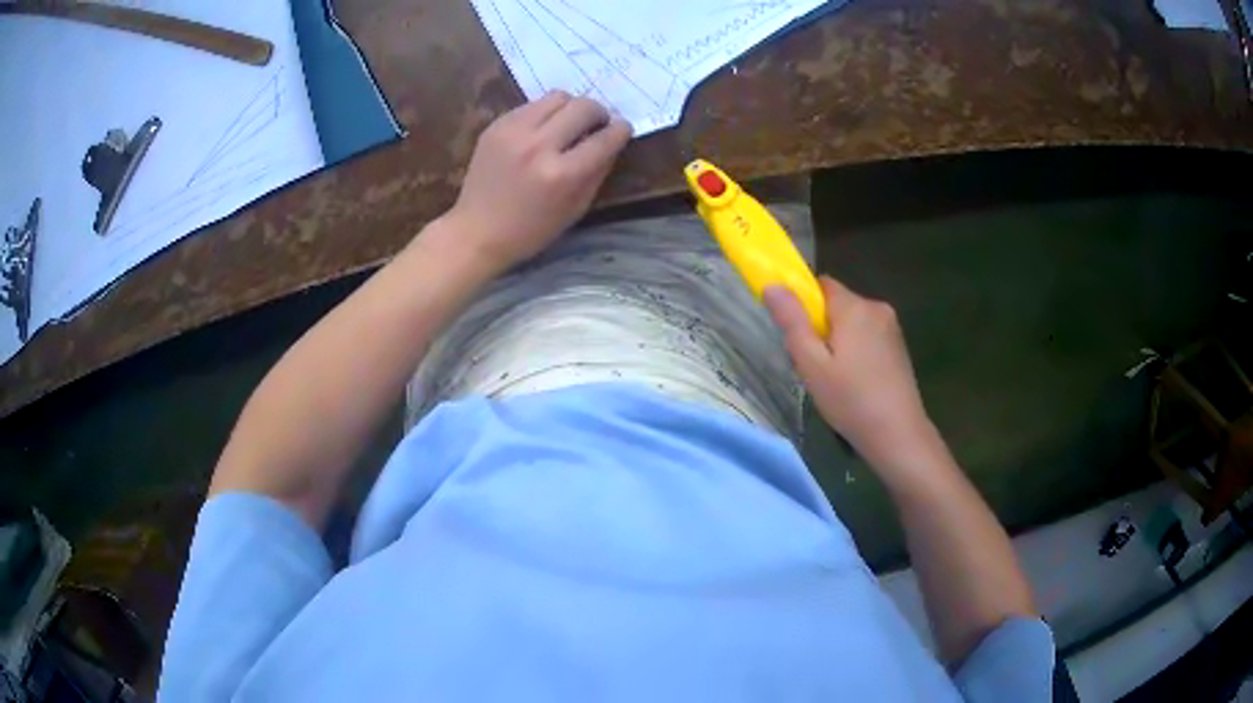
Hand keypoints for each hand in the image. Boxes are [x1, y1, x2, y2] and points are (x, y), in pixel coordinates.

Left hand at [447, 91, 632, 271]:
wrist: (477, 231)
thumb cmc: (531, 230)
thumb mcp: (576, 208)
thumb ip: (598, 171)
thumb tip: (613, 140)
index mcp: (563, 175)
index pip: (605, 138)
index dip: (621, 130)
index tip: (623, 129)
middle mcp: (539, 146)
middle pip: (584, 107)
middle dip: (599, 113)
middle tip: (597, 124)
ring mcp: (514, 132)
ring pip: (558, 96)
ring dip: (571, 107)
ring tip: (569, 124)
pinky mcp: (497, 125)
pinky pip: (532, 105)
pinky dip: (545, 113)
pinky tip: (542, 130)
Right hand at [764, 276, 939, 477]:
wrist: (898, 434)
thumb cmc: (851, 400)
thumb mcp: (812, 364)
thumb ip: (792, 322)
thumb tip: (773, 285)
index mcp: (855, 307)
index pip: (821, 285)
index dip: (804, 304)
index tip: (798, 335)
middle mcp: (876, 307)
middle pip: (837, 304)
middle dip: (821, 326)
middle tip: (813, 365)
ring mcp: (892, 327)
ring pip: (853, 321)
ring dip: (839, 339)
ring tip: (834, 378)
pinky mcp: (899, 345)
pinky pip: (868, 334)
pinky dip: (856, 349)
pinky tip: (855, 381)